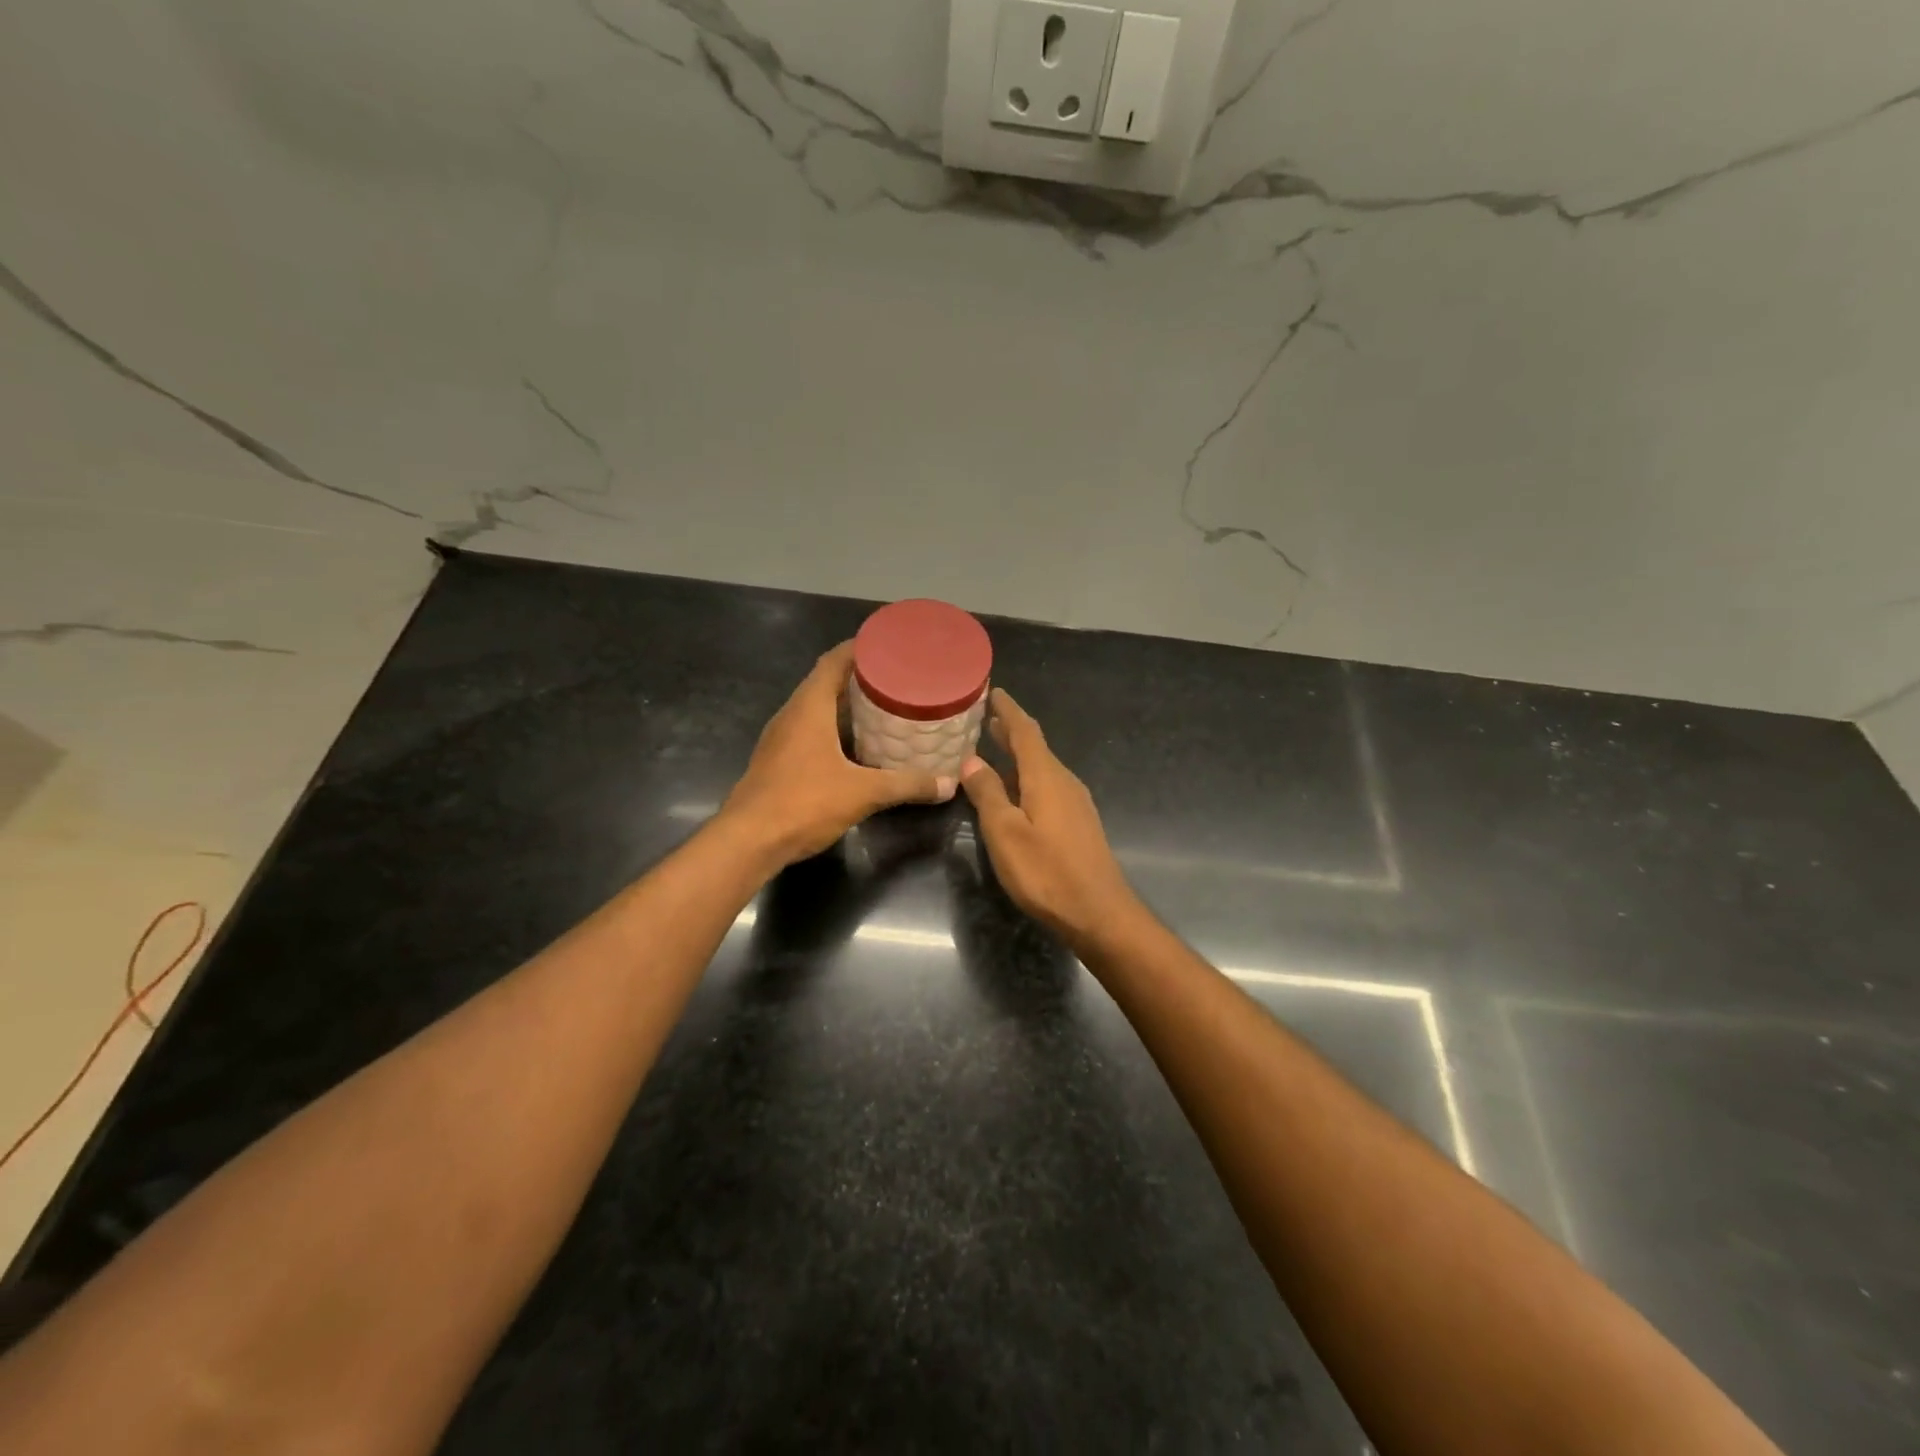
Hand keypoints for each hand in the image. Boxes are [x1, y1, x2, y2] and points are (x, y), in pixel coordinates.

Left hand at [717, 642, 955, 867]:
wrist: (748, 841)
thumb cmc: (804, 803)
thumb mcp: (863, 793)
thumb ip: (906, 785)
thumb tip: (948, 785)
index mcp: (809, 706)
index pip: (834, 661)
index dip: (861, 648)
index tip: (890, 646)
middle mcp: (792, 714)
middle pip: (827, 682)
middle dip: (861, 678)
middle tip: (899, 679)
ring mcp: (782, 738)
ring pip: (818, 710)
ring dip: (848, 706)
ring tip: (885, 708)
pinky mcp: (779, 761)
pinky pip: (811, 732)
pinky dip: (836, 731)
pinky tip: (859, 747)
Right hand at [960, 688, 1139, 945]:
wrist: (1099, 913)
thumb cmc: (1046, 872)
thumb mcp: (1005, 833)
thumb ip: (988, 794)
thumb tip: (972, 761)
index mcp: (1046, 777)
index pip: (1026, 731)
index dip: (1008, 711)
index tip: (994, 692)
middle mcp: (1064, 782)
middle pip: (1036, 748)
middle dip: (1012, 732)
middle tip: (987, 719)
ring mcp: (1075, 803)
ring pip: (1042, 769)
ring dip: (1018, 756)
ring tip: (994, 750)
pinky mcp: (1078, 824)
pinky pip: (1048, 787)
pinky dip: (1027, 778)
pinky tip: (1016, 792)